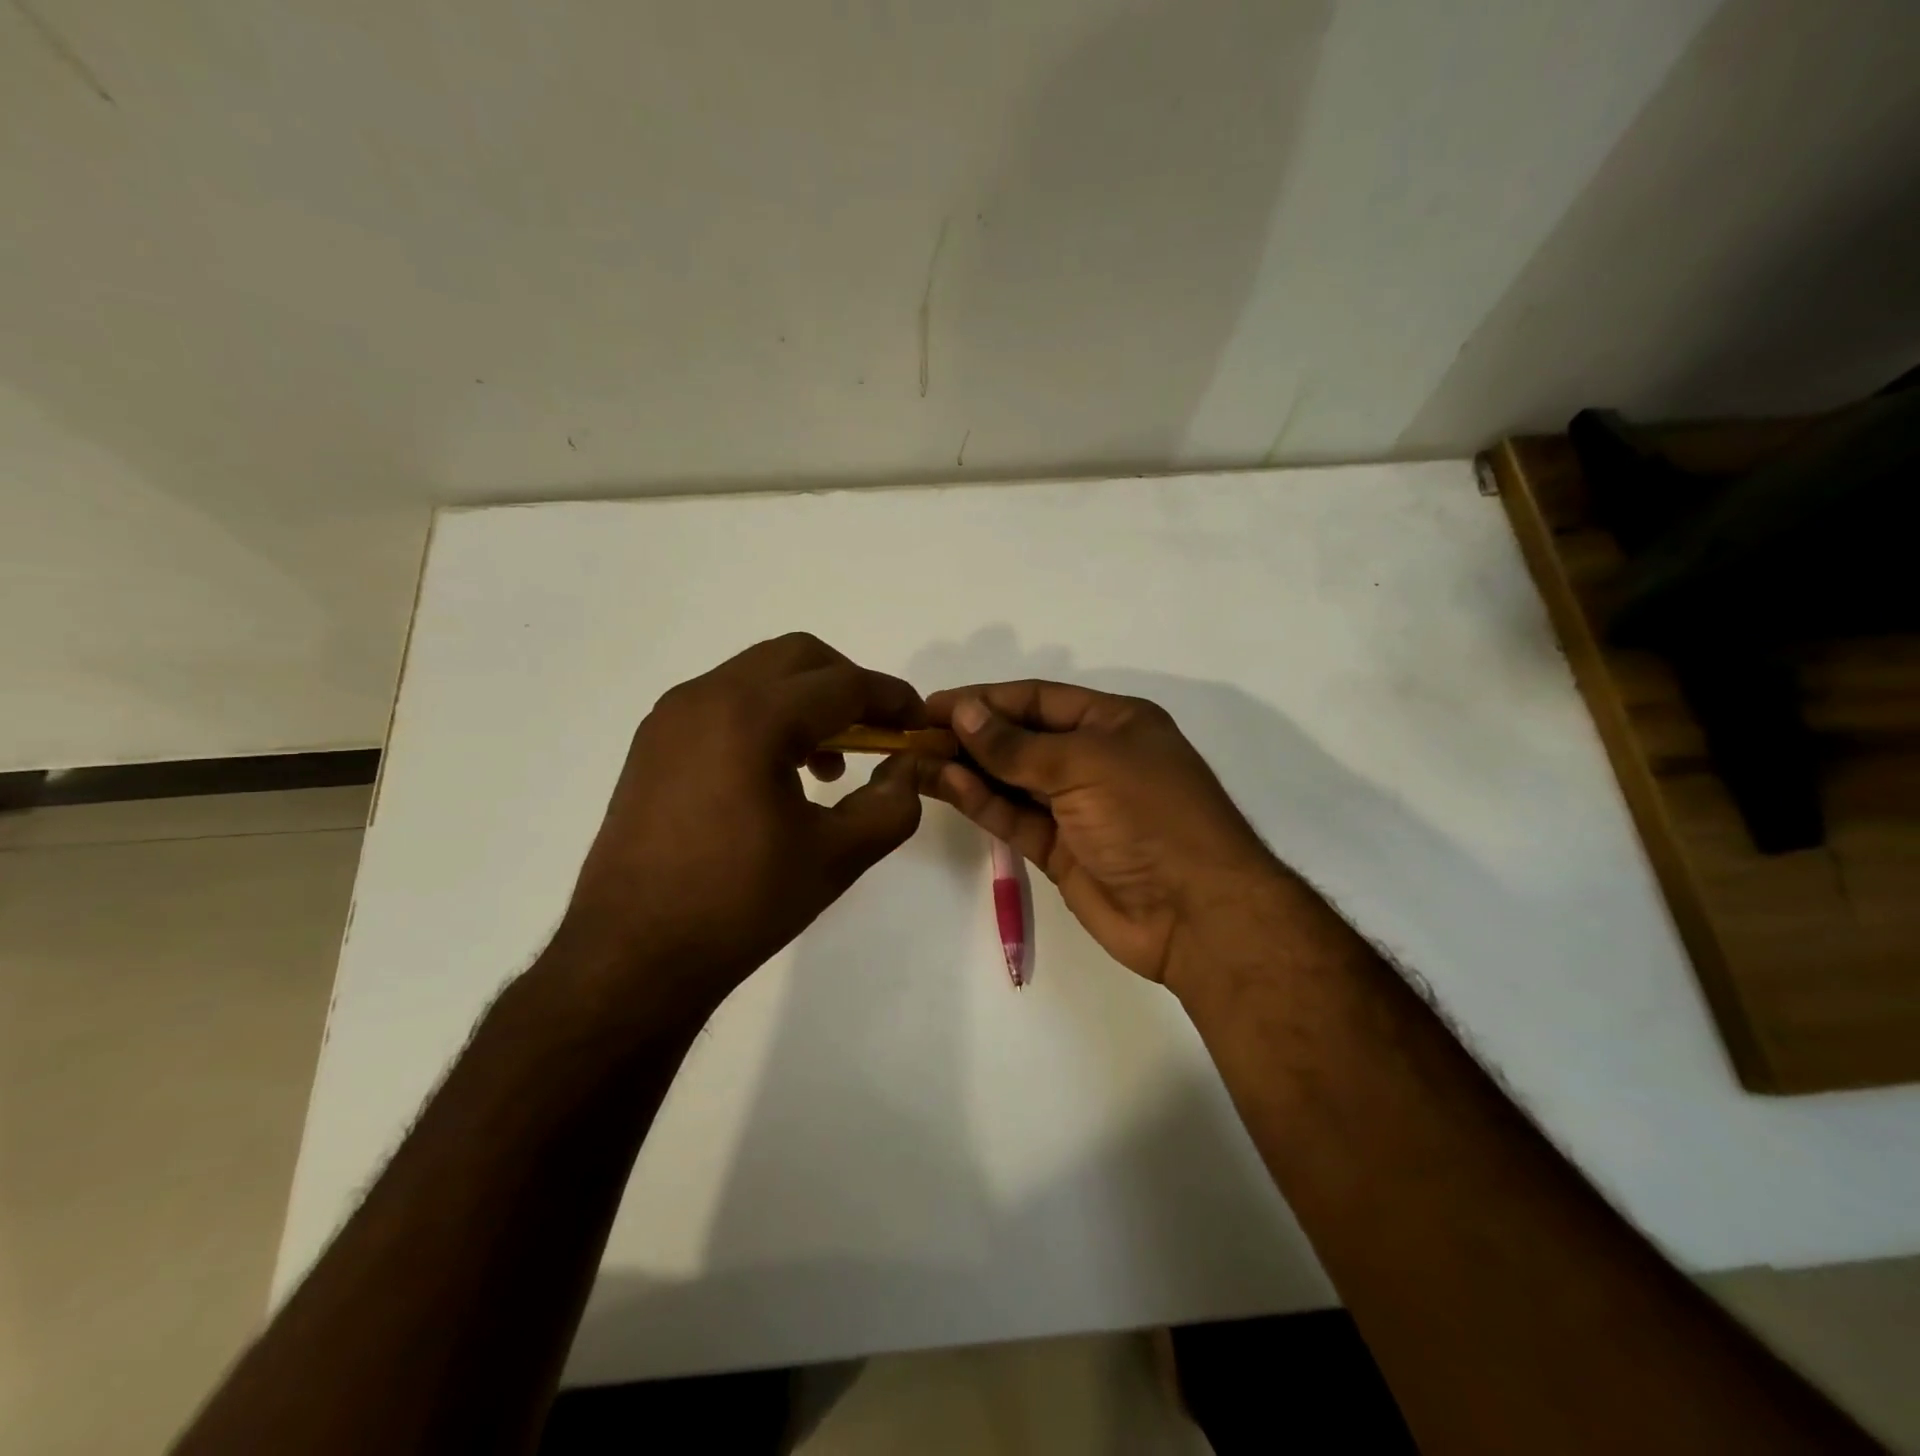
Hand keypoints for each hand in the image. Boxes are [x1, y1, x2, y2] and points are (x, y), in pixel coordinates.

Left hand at [558, 634, 925, 1022]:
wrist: (632, 956)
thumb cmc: (740, 905)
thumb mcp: (836, 856)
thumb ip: (892, 804)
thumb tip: (907, 766)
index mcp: (752, 718)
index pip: (843, 685)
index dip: (892, 699)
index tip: (920, 724)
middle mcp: (706, 696)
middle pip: (797, 657)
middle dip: (848, 684)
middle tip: (877, 732)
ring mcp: (672, 716)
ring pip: (758, 674)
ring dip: (806, 699)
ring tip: (828, 762)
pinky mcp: (654, 741)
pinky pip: (725, 701)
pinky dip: (766, 715)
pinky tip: (777, 772)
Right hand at [919, 681, 1283, 986]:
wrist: (1196, 913)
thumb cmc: (1149, 816)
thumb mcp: (1085, 765)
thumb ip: (1017, 745)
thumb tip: (963, 713)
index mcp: (1113, 722)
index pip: (1038, 699)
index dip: (986, 700)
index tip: (934, 705)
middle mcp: (1094, 758)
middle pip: (1021, 738)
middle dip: (971, 734)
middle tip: (915, 734)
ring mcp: (1076, 807)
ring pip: (1011, 780)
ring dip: (968, 768)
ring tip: (917, 759)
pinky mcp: (1060, 849)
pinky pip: (1014, 817)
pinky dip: (982, 802)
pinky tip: (946, 785)